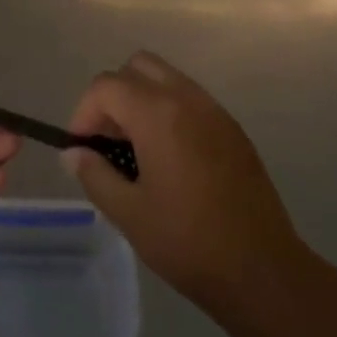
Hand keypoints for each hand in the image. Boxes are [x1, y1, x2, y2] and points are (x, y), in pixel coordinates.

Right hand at [63, 53, 304, 317]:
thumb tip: (74, 153)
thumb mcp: (129, 214)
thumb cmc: (188, 242)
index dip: (84, 112)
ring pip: (166, 78)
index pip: (106, 86)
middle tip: (108, 140)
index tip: (81, 148)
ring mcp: (214, 110)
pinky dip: (169, 111)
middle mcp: (187, 98)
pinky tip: (169, 159)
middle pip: (137, 67)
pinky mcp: (232, 128)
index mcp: (158, 114)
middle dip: (113, 95)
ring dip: (141, 100)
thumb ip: (95, 175)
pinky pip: (190, 99)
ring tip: (136, 150)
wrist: (262, 269)